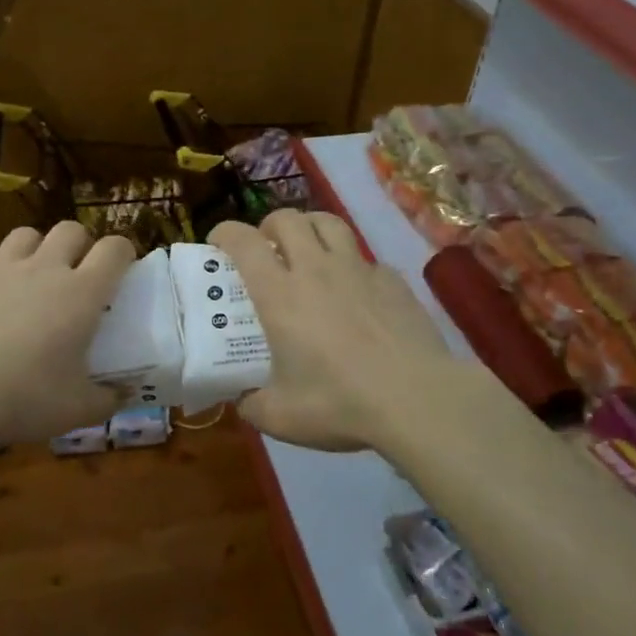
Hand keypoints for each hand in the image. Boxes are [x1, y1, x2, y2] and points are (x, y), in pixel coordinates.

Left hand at [0, 221, 135, 446]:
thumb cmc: (24, 398)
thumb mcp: (77, 410)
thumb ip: (107, 399)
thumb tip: (124, 394)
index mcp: (81, 294)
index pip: (114, 249)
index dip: (123, 252)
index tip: (123, 268)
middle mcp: (43, 270)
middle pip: (70, 230)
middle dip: (80, 244)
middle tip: (78, 274)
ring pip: (25, 235)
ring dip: (36, 250)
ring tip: (32, 279)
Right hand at [211, 210, 459, 451]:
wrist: (416, 399)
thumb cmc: (339, 403)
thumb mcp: (281, 417)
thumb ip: (253, 405)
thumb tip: (244, 402)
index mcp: (279, 294)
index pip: (243, 241)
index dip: (225, 233)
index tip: (218, 244)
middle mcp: (315, 269)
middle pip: (287, 218)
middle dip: (269, 225)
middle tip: (267, 249)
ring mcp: (358, 270)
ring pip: (329, 223)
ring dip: (311, 228)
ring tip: (308, 250)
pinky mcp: (393, 281)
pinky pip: (366, 259)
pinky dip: (353, 266)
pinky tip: (357, 293)